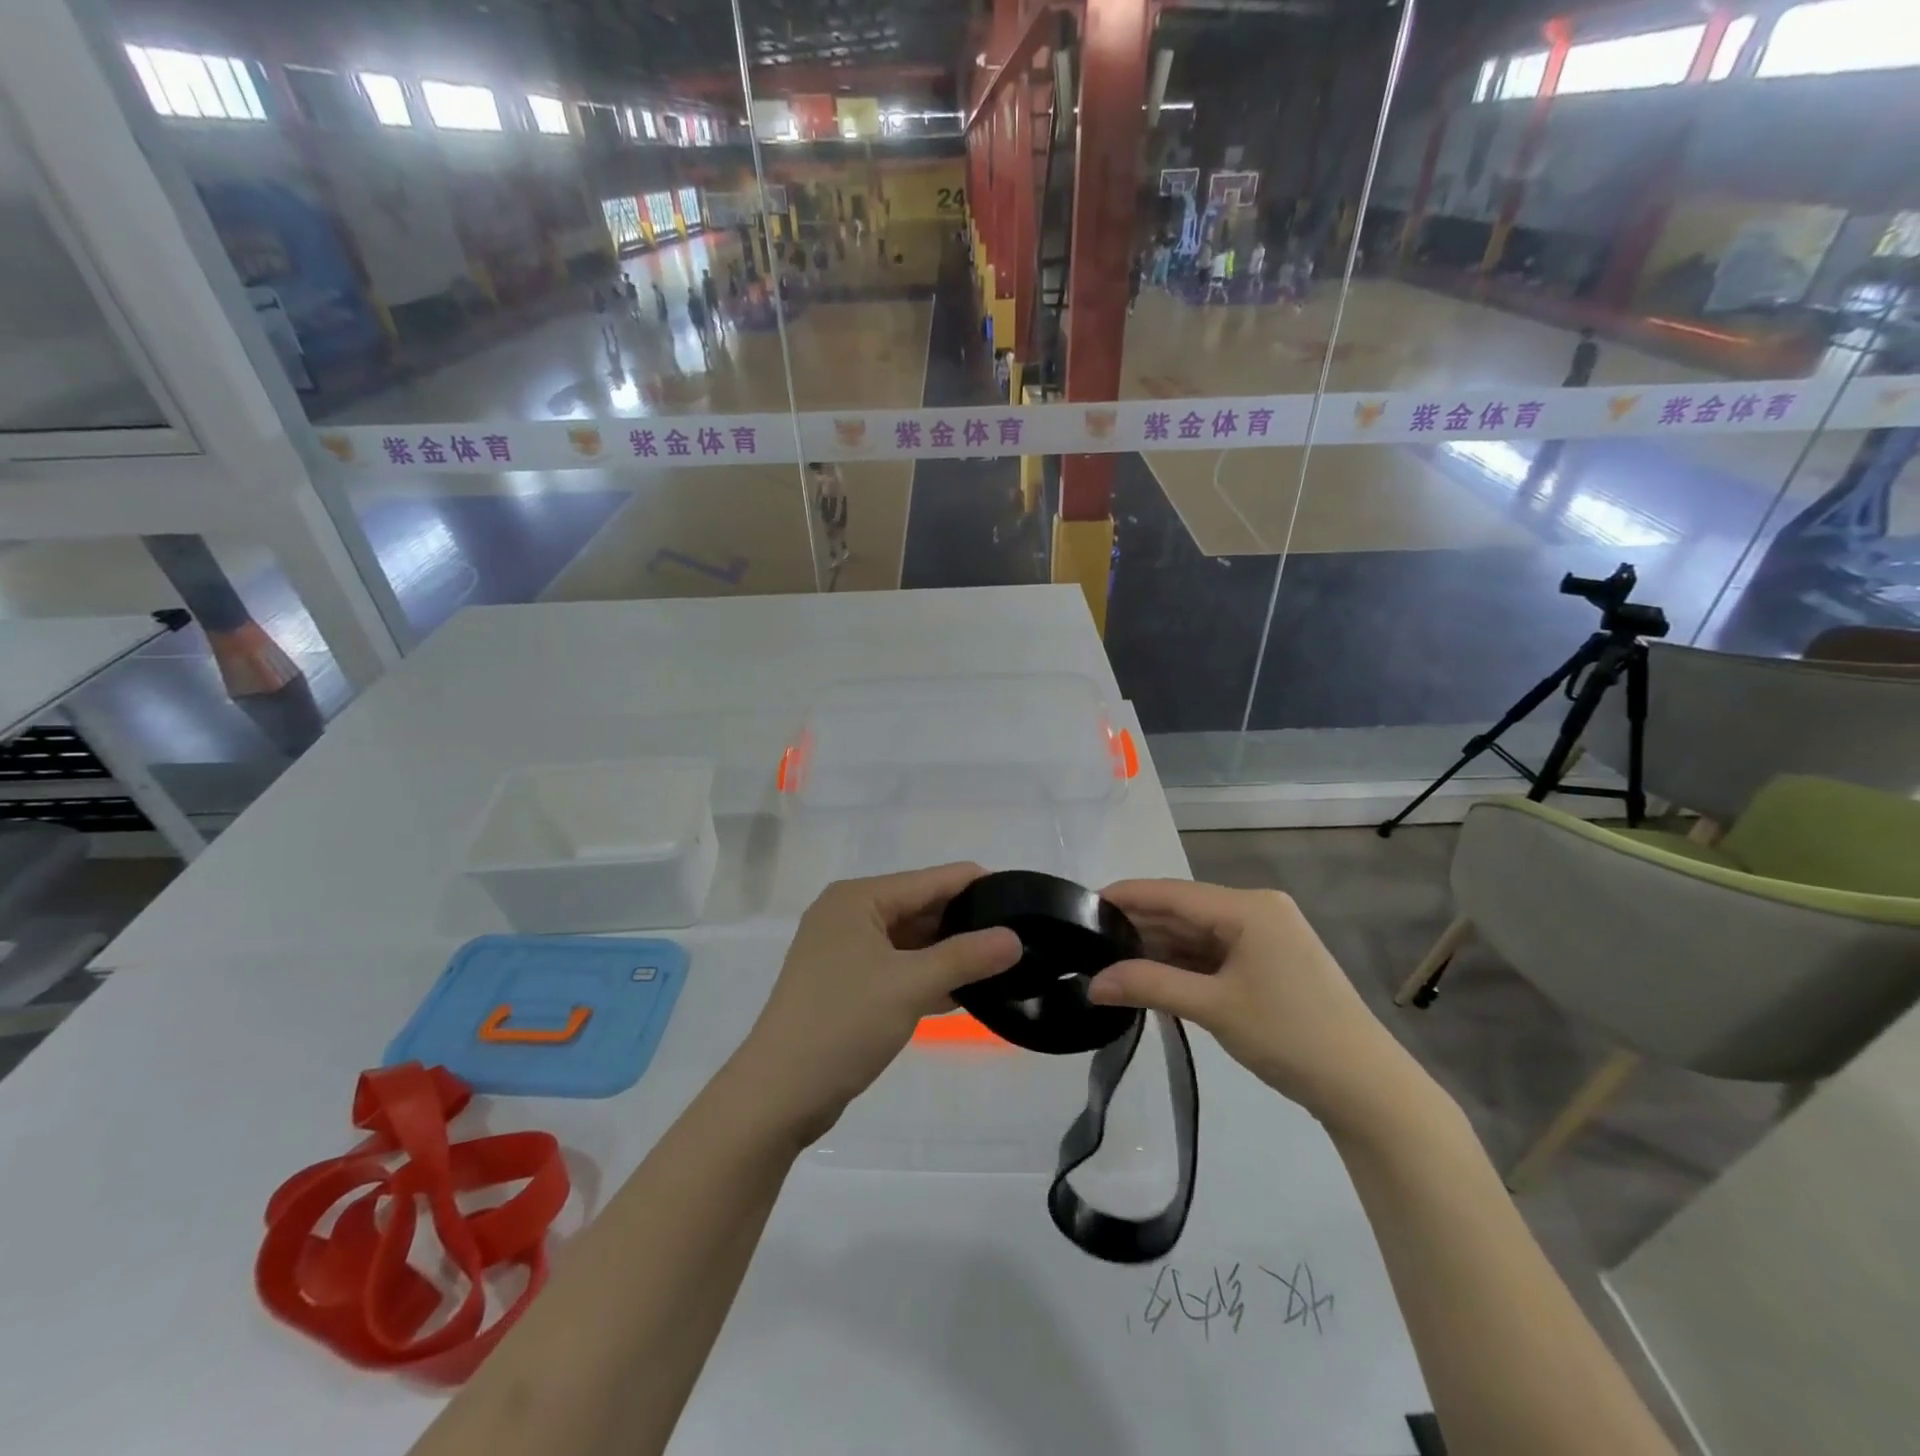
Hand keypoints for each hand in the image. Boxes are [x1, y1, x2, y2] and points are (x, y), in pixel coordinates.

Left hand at [734, 864, 1021, 1142]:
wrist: (778, 1095)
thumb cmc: (842, 1024)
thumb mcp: (910, 985)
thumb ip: (965, 958)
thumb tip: (1015, 938)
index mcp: (858, 899)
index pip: (930, 880)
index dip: (976, 886)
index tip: (1023, 896)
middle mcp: (850, 915)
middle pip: (920, 908)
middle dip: (965, 922)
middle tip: (1019, 935)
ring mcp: (845, 952)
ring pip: (911, 942)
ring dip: (949, 953)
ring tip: (1004, 961)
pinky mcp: (847, 985)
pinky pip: (898, 968)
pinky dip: (928, 976)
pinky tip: (967, 991)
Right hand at [1089, 880, 1426, 1133]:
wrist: (1367, 1089)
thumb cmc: (1290, 1035)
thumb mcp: (1214, 1007)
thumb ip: (1149, 986)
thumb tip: (1092, 983)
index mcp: (1248, 907)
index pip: (1172, 892)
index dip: (1126, 896)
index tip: (1081, 905)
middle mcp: (1256, 911)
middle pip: (1183, 911)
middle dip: (1138, 926)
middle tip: (1087, 940)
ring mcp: (1265, 937)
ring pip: (1196, 934)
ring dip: (1157, 948)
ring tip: (1108, 959)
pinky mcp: (1268, 963)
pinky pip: (1213, 953)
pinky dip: (1182, 964)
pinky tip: (1149, 975)